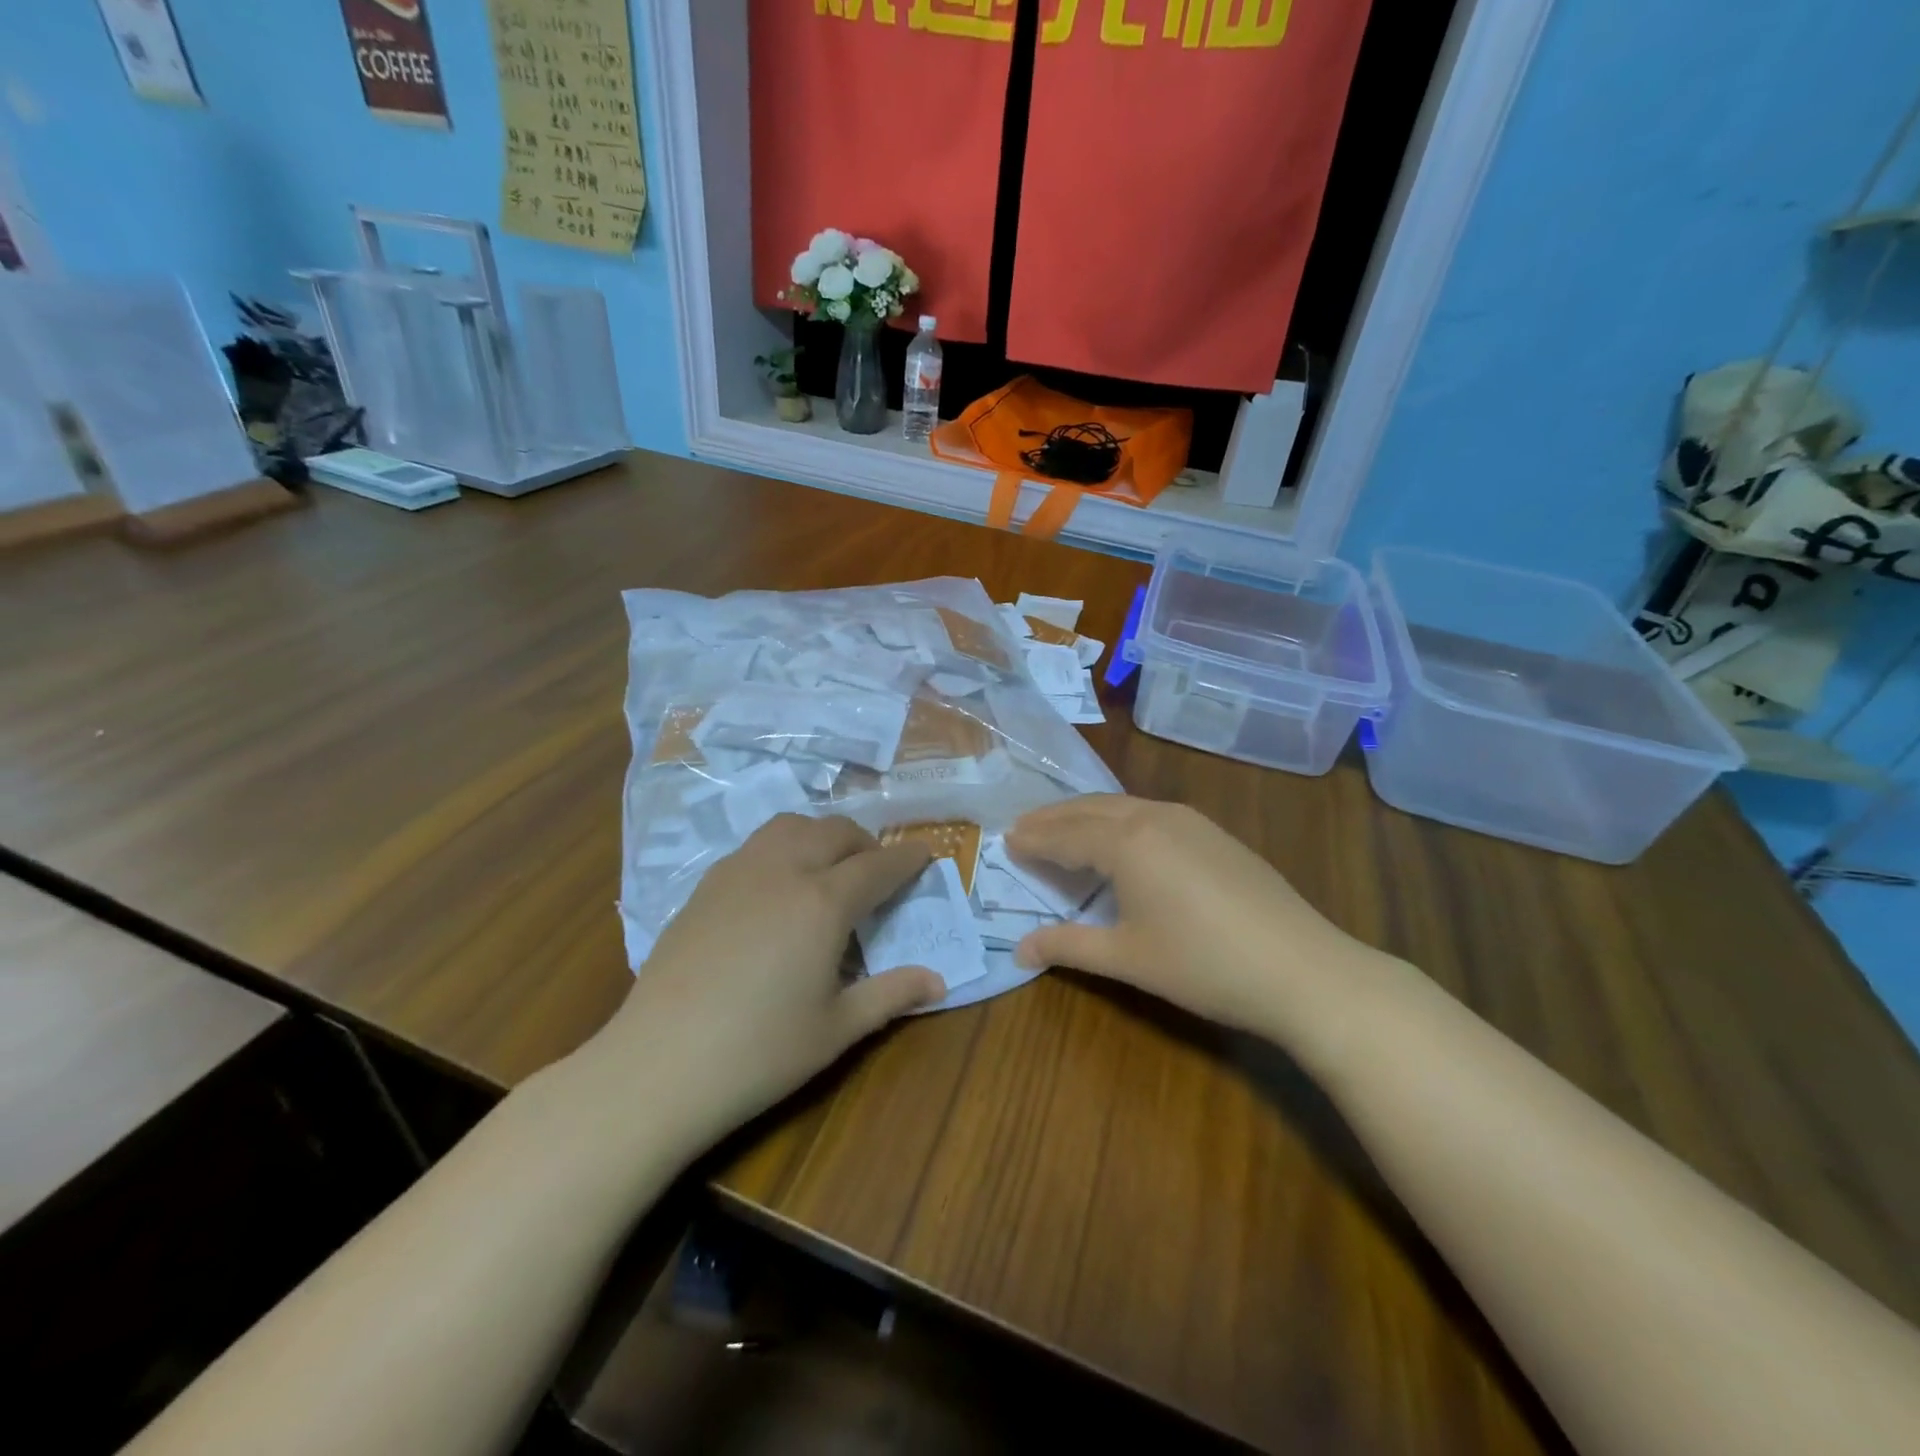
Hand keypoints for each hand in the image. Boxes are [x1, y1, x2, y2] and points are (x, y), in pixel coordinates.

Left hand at [597, 815, 943, 1150]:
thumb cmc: (759, 1052)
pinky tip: (778, 886)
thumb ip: (891, 995)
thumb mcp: (837, 1029)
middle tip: (878, 871)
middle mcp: (783, 870)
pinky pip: (756, 845)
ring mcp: (738, 872)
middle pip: (835, 832)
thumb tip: (938, 982)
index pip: (878, 866)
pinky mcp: (705, 886)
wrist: (658, 1065)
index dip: (907, 860)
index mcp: (823, 902)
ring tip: (829, 867)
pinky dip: (783, 848)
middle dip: (866, 843)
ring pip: (791, 826)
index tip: (926, 854)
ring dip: (821, 835)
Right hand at [1008, 795, 1384, 1049]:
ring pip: (1123, 806)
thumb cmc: (1204, 965)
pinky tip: (1121, 837)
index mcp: (1127, 842)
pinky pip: (1151, 813)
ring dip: (1086, 815)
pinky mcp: (1215, 833)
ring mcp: (1190, 821)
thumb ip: (1068, 946)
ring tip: (1063, 828)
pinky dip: (1120, 819)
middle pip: (1090, 810)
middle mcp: (1154, 816)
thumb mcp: (1127, 958)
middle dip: (1054, 818)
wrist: (1303, 970)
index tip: (1005, 840)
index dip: (1035, 839)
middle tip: (1023, 827)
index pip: (1066, 835)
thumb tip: (1017, 950)